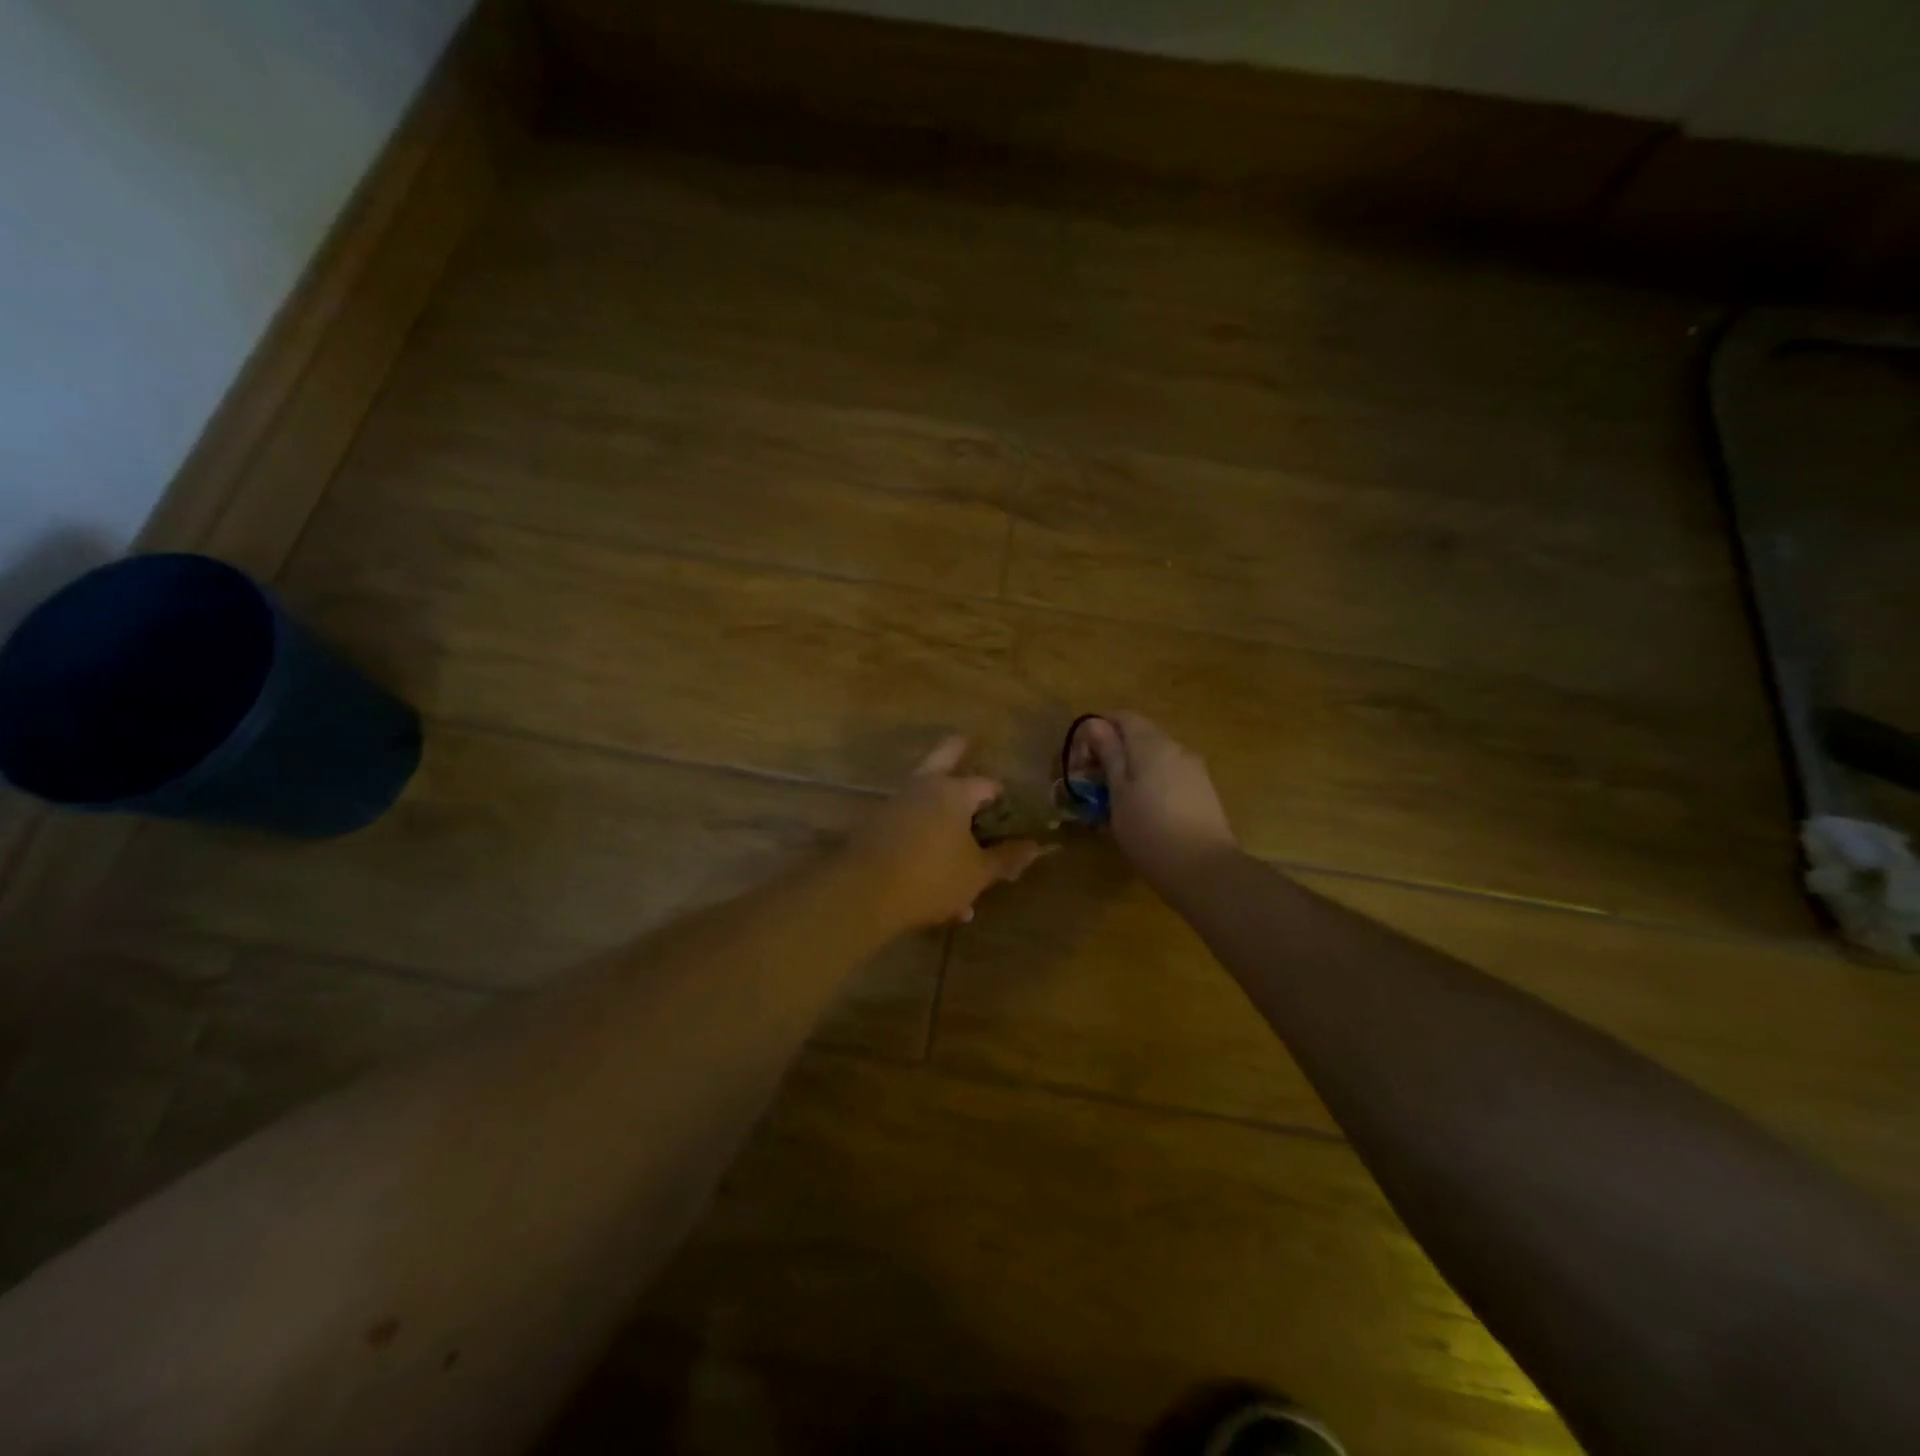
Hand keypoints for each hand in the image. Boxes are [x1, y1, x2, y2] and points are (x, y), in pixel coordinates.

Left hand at [847, 736, 1044, 931]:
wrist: (862, 893)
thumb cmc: (931, 878)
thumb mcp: (977, 874)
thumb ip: (1005, 858)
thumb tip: (1035, 846)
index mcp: (954, 793)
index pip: (986, 785)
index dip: (1001, 795)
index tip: (1009, 805)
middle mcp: (923, 788)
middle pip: (943, 758)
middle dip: (957, 751)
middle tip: (965, 742)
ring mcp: (894, 804)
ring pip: (923, 798)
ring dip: (940, 812)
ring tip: (955, 842)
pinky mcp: (873, 825)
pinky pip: (906, 826)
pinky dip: (921, 838)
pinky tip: (929, 875)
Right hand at [1070, 712, 1237, 881]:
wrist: (1204, 870)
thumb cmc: (1149, 830)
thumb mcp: (1118, 792)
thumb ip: (1108, 754)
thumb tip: (1095, 724)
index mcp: (1152, 744)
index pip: (1122, 717)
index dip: (1097, 731)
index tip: (1081, 760)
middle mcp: (1177, 748)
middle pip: (1139, 737)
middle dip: (1112, 754)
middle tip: (1091, 786)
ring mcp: (1194, 770)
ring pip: (1154, 759)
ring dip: (1130, 772)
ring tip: (1113, 804)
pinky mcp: (1203, 792)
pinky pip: (1169, 777)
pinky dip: (1149, 785)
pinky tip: (1141, 814)